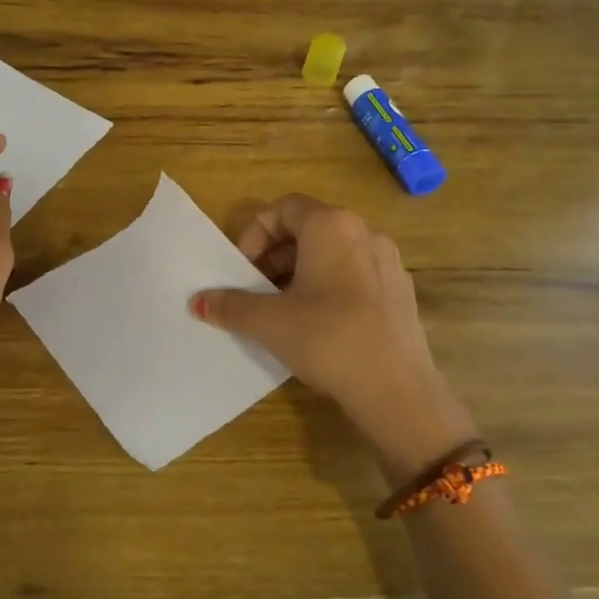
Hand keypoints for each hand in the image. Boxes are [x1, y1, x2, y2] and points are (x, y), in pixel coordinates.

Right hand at [190, 195, 462, 458]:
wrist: (396, 390)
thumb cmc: (326, 338)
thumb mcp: (268, 321)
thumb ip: (230, 305)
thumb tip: (198, 301)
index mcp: (332, 226)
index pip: (283, 208)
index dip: (255, 234)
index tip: (242, 270)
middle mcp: (364, 232)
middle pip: (308, 228)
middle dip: (274, 255)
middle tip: (256, 289)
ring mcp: (388, 262)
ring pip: (332, 252)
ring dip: (300, 271)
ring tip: (282, 308)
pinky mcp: (400, 292)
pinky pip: (354, 274)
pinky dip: (328, 286)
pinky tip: (317, 324)